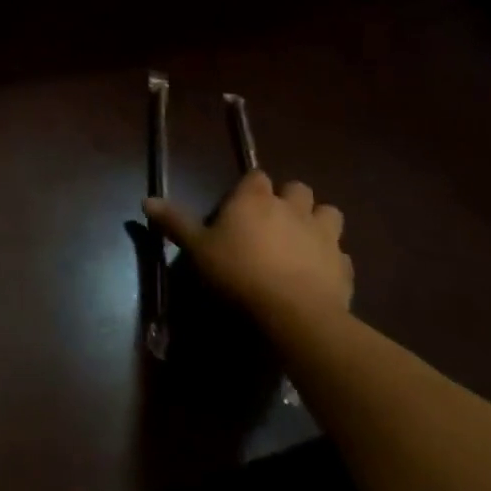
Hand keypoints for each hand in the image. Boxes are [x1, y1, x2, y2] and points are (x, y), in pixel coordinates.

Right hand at [145, 170, 352, 332]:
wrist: (296, 315)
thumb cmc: (240, 273)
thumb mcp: (198, 249)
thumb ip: (175, 222)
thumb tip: (146, 200)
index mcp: (255, 198)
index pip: (256, 176)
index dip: (250, 187)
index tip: (241, 203)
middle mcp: (292, 208)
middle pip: (298, 188)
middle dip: (290, 198)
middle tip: (275, 219)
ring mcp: (324, 236)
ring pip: (330, 213)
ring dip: (319, 221)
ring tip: (305, 239)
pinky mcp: (344, 266)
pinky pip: (342, 255)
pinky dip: (333, 259)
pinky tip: (321, 273)